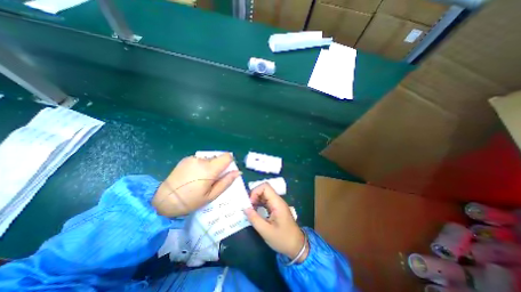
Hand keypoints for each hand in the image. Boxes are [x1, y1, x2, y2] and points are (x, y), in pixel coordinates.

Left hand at [150, 152, 239, 216]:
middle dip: (219, 166)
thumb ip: (226, 182)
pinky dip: (201, 165)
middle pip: (218, 157)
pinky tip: (194, 176)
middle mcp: (201, 159)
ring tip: (201, 179)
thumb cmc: (191, 201)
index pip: (227, 156)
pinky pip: (200, 159)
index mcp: (209, 169)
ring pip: (209, 158)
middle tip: (212, 180)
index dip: (229, 163)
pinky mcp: (186, 159)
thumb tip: (238, 172)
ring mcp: (192, 158)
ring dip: (210, 166)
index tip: (225, 172)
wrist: (164, 200)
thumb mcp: (211, 196)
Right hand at [246, 185, 308, 262]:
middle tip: (248, 208)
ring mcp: (277, 204)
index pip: (265, 187)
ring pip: (264, 195)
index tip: (250, 203)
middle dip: (254, 196)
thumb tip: (245, 208)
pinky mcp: (276, 209)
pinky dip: (259, 204)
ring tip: (249, 210)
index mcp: (277, 203)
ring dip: (256, 200)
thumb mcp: (266, 231)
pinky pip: (266, 202)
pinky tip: (254, 212)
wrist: (297, 246)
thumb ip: (254, 219)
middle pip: (264, 190)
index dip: (255, 192)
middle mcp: (277, 200)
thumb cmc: (283, 239)